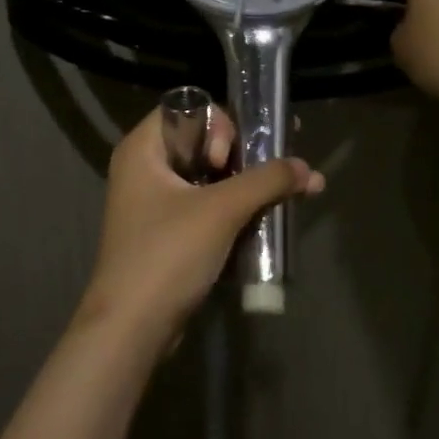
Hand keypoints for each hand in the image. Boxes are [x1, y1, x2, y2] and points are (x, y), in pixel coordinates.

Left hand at [79, 103, 324, 338]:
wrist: (132, 328)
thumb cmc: (168, 254)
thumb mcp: (221, 211)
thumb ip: (266, 182)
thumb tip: (306, 168)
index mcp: (143, 149)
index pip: (187, 110)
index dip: (217, 126)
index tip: (228, 160)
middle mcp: (146, 169)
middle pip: (204, 143)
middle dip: (248, 155)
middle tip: (281, 167)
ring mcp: (156, 204)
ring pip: (210, 178)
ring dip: (249, 183)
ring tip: (295, 189)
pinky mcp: (169, 234)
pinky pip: (208, 207)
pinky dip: (237, 209)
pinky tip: (273, 216)